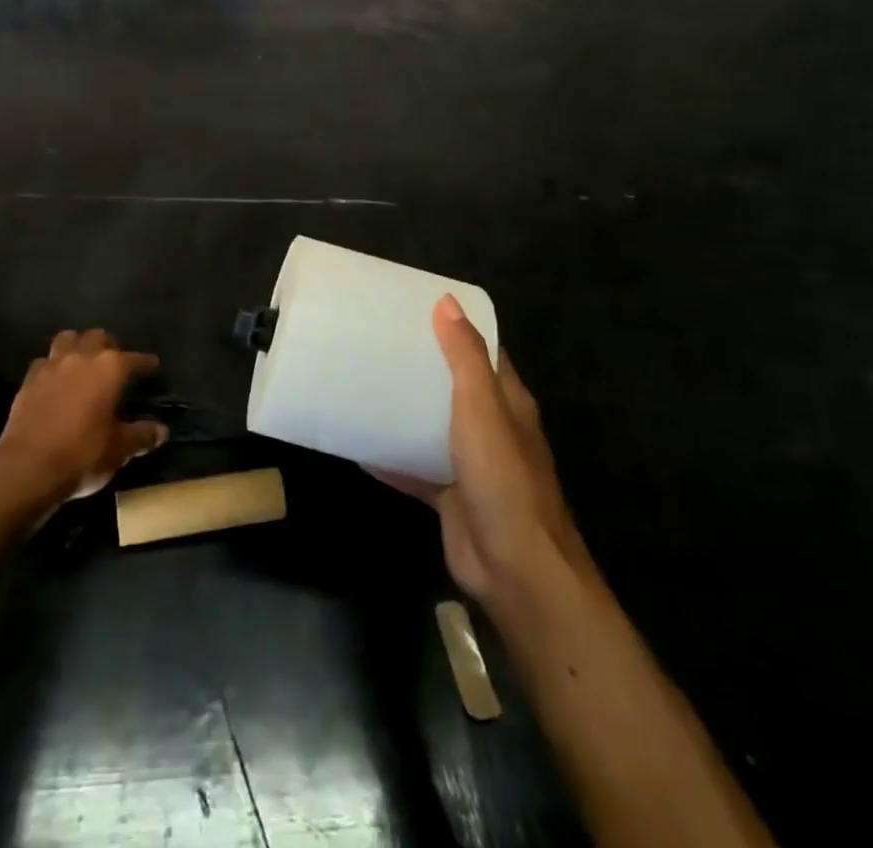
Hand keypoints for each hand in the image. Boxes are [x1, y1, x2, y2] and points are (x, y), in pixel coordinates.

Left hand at [0, 329, 168, 511]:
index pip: (135, 358)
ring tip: (83, 362)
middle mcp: (82, 357)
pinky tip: (55, 381)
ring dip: (77, 345)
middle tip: (115, 362)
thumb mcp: (119, 450)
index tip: (153, 367)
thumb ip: (142, 435)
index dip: (146, 363)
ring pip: (67, 339)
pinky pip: (44, 362)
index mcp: (110, 368)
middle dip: (109, 345)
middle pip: (98, 336)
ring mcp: (52, 365)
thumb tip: (161, 430)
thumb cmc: (82, 455)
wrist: (27, 469)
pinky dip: (52, 366)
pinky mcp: (28, 380)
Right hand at [373, 296, 592, 608]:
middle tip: (375, 341)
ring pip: (432, 425)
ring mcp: (470, 463)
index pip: (483, 351)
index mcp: (507, 402)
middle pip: (454, 385)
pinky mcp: (449, 494)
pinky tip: (358, 442)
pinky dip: (391, 455)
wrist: (515, 570)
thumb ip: (465, 358)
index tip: (415, 307)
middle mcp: (491, 427)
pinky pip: (415, 466)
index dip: (455, 327)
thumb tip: (446, 302)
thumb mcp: (482, 409)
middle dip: (420, 364)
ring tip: (361, 380)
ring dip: (404, 407)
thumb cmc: (502, 480)